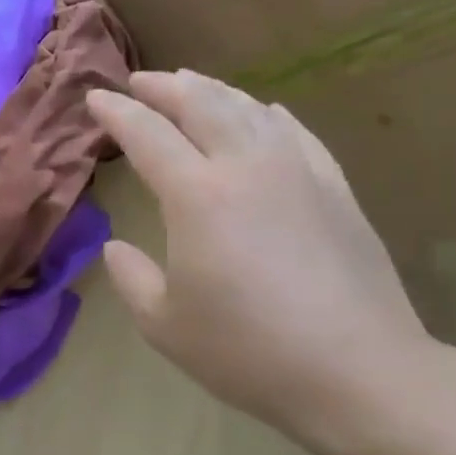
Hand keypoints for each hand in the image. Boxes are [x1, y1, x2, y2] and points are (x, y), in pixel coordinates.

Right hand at [87, 71, 434, 441]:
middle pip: (201, 104)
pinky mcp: (336, 189)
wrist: (359, 372)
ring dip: (214, 91)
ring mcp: (298, 173)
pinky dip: (270, 114)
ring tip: (191, 85)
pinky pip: (296, 133)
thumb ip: (130, 277)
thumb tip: (117, 247)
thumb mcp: (163, 325)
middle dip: (164, 86)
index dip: (117, 113)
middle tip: (140, 82)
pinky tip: (265, 112)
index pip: (147, 135)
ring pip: (250, 108)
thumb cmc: (247, 351)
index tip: (95, 98)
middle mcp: (246, 167)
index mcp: (196, 196)